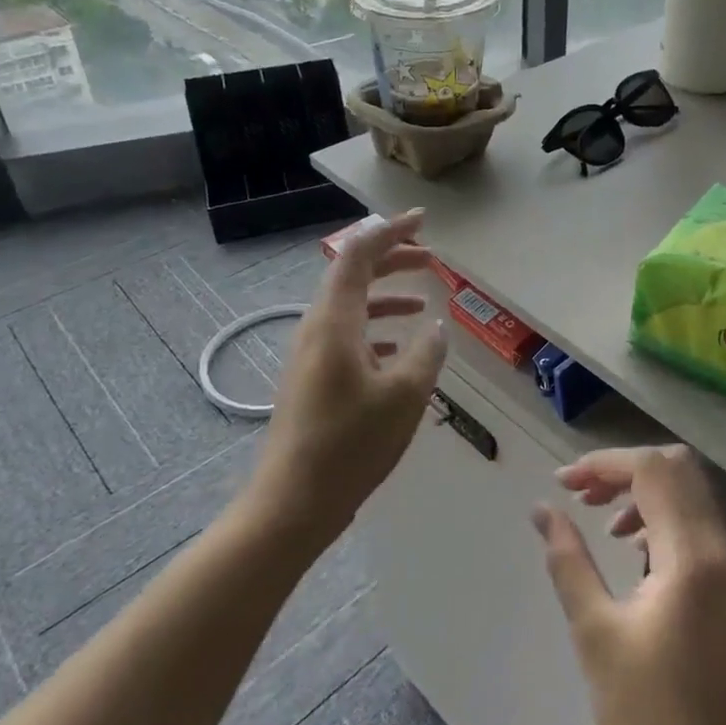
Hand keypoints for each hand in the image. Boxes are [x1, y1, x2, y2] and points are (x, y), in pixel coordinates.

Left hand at [247, 210, 446, 550]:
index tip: (422, 221)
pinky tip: (399, 349)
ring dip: (386, 295)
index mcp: (335, 322)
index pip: (358, 254)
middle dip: (392, 259)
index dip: (390, 231)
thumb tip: (434, 326)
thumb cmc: (350, 444)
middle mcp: (317, 328)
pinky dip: (376, 328)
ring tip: (422, 300)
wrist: (292, 504)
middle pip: (352, 275)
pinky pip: (347, 335)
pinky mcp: (312, 379)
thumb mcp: (404, 396)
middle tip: (431, 258)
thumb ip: (426, 353)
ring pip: (351, 306)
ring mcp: (310, 355)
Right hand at [533, 445, 725, 724]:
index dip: (604, 463)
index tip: (563, 482)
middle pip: (677, 467)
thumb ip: (568, 560)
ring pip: (689, 488)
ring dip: (643, 488)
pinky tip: (631, 543)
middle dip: (624, 467)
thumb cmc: (645, 714)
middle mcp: (719, 546)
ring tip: (600, 517)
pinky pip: (696, 518)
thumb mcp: (595, 632)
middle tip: (582, 493)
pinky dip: (662, 512)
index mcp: (691, 555)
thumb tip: (542, 510)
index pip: (652, 470)